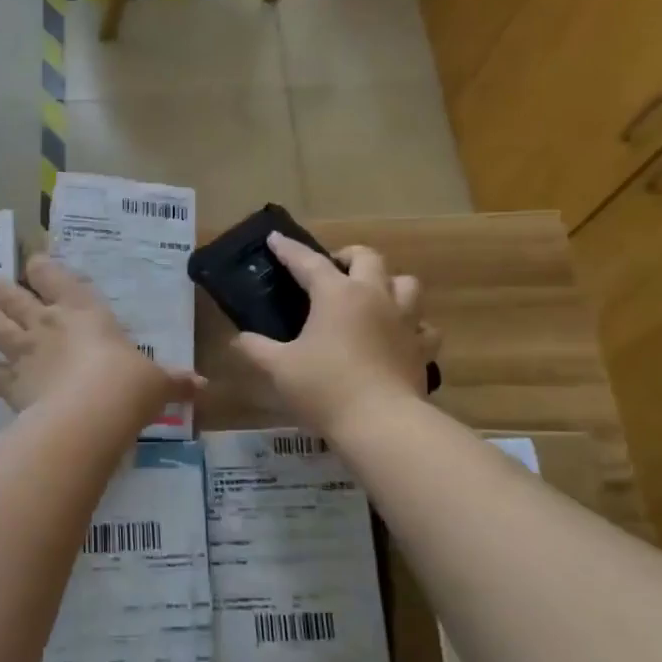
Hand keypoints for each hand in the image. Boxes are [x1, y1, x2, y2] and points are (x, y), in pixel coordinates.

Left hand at [0, 254, 202, 420]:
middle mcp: (49, 325)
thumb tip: (202, 386)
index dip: (43, 268)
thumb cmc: (128, 385)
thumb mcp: (157, 382)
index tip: (34, 262)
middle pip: (18, 299)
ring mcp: (26, 353)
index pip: (58, 279)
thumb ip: (174, 382)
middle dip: (4, 289)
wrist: (91, 414)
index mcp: (85, 312)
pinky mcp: (12, 384)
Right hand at [230, 234, 437, 435]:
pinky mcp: (422, 348)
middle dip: (349, 256)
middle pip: (369, 258)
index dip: (289, 250)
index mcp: (337, 295)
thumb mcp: (279, 369)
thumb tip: (238, 339)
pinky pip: (424, 327)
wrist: (380, 423)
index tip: (275, 239)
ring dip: (389, 283)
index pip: (309, 262)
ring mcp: (405, 321)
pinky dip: (414, 326)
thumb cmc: (324, 388)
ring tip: (373, 296)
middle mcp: (375, 297)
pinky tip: (400, 336)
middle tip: (333, 268)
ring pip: (407, 283)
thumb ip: (256, 349)